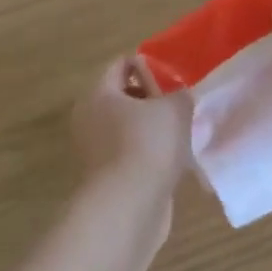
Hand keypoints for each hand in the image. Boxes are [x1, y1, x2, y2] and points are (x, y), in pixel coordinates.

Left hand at [70, 56, 192, 188]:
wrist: (128, 205)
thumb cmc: (148, 144)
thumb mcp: (175, 109)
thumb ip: (180, 94)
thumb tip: (178, 97)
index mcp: (98, 92)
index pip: (121, 65)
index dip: (148, 65)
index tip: (174, 76)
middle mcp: (89, 117)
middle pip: (122, 97)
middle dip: (151, 99)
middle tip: (180, 106)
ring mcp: (94, 149)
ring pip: (127, 128)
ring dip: (152, 129)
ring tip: (182, 134)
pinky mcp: (105, 176)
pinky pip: (130, 154)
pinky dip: (148, 154)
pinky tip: (172, 161)